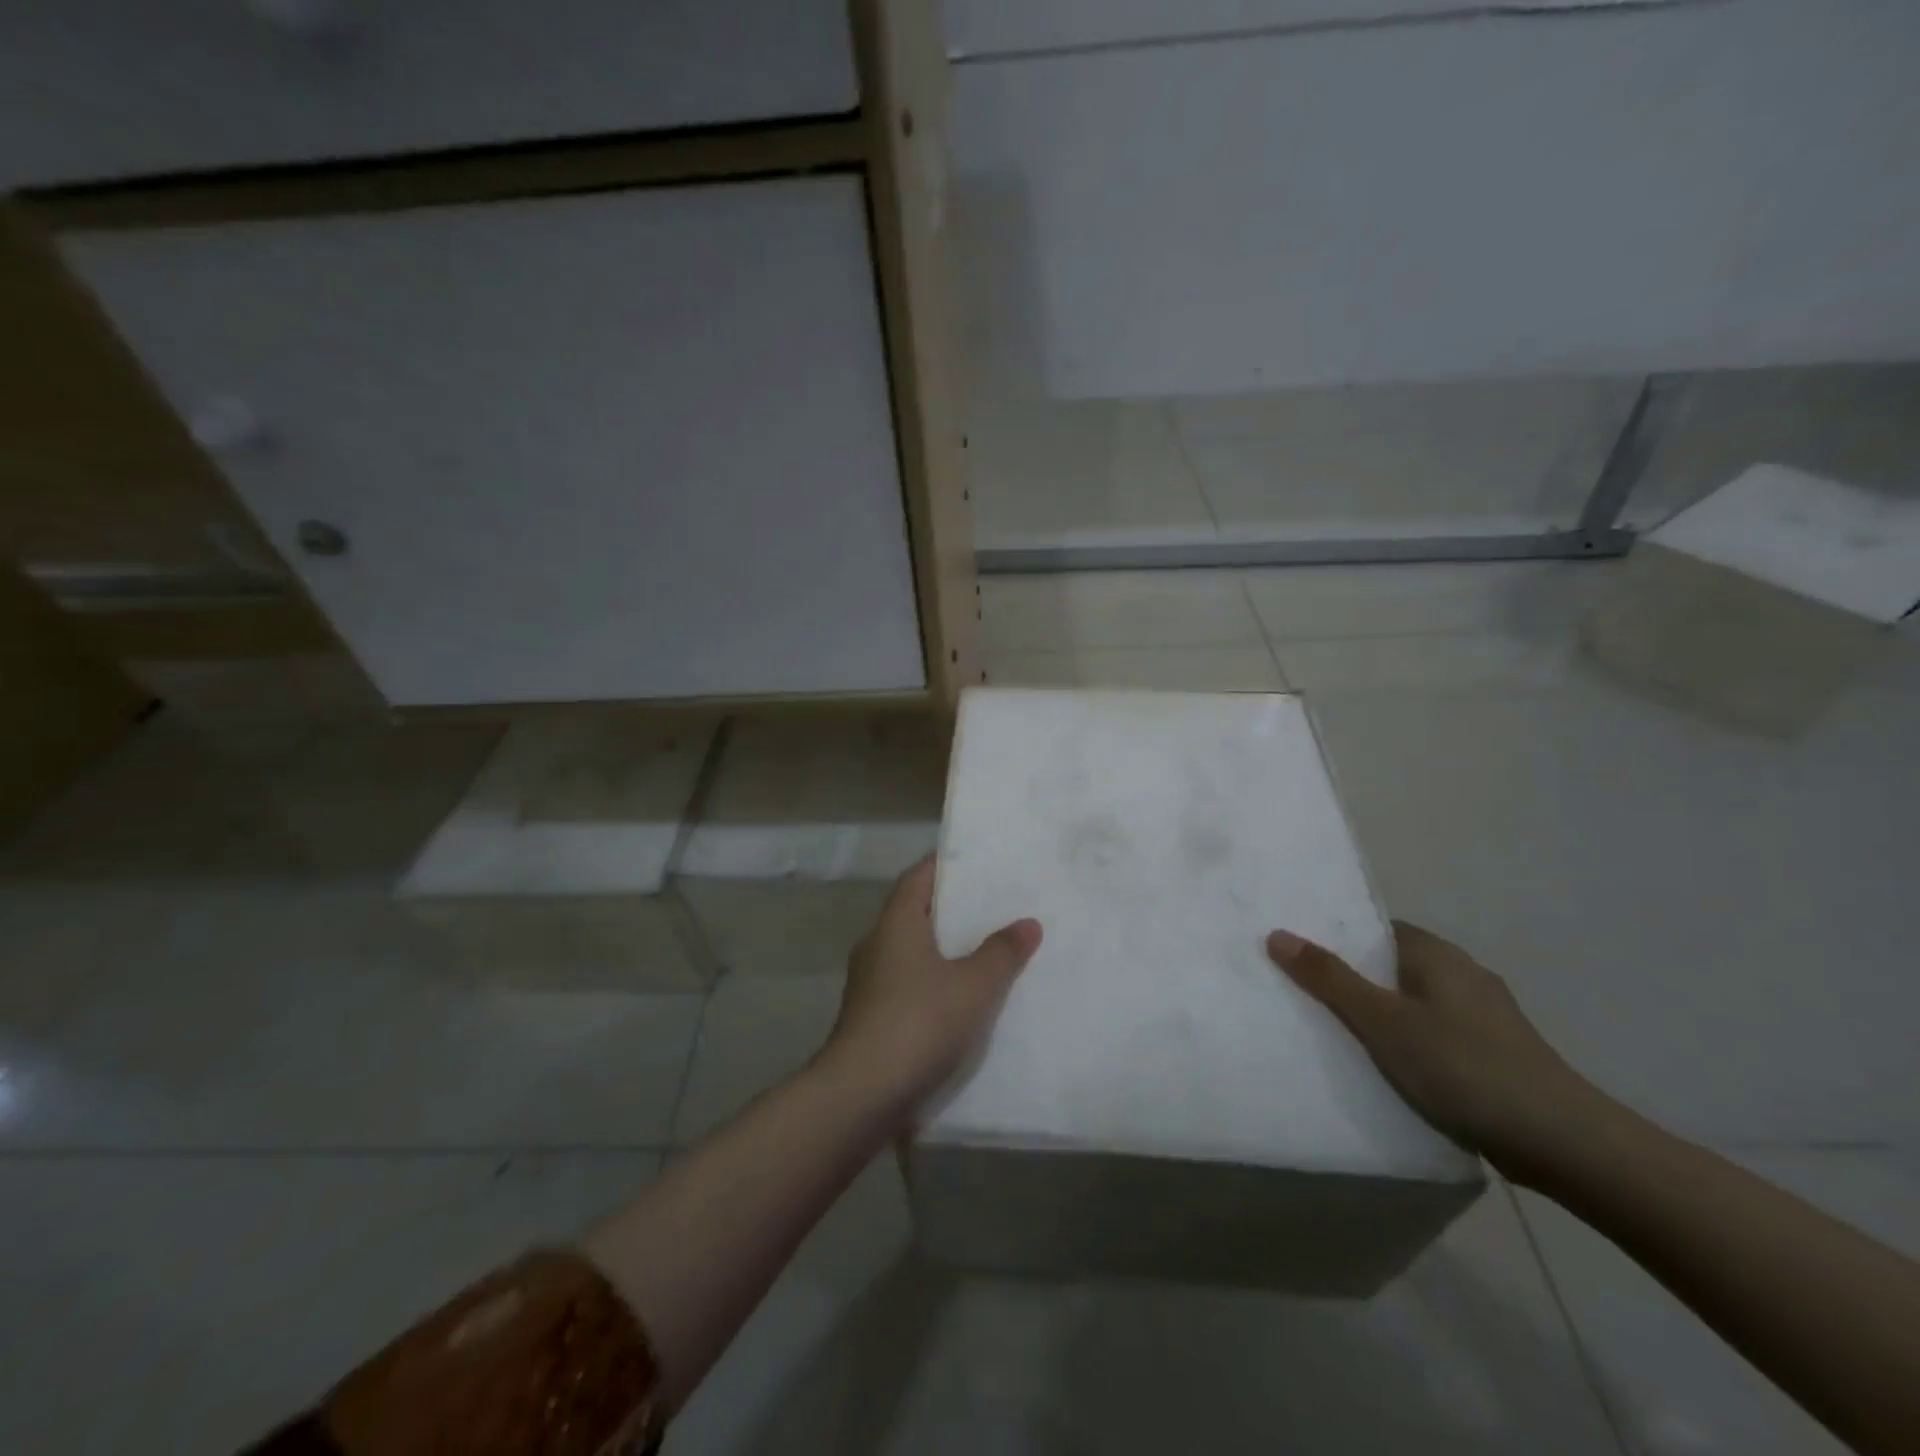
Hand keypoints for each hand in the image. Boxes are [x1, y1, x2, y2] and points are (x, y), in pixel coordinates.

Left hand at [819, 857, 1042, 1122]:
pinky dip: (931, 983)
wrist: (862, 1093)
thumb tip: (1028, 923)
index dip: (943, 866)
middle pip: (914, 913)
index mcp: (896, 924)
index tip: (973, 862)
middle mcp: (876, 945)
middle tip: (990, 906)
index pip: (917, 877)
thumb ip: (1002, 952)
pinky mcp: (870, 1018)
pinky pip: (906, 985)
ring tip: (982, 952)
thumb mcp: (974, 985)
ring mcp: (869, 983)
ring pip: (909, 952)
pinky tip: (959, 1001)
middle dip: (949, 909)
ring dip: (940, 950)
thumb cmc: (919, 1021)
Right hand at [1267, 921, 1612, 1184]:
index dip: (1338, 938)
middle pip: (1393, 966)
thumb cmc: (1463, 1067)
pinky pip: (1437, 1034)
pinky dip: (1410, 1043)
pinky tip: (1393, 1069)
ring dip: (1383, 1015)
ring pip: (1415, 1003)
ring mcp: (1486, 1016)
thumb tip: (1277, 933)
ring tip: (1340, 1035)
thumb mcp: (1382, 1022)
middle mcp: (1463, 974)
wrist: (1565, 1144)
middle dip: (1355, 979)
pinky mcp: (1497, 1054)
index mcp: (1437, 954)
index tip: (1301, 956)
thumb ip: (1329, 978)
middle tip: (1307, 996)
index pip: (1376, 929)